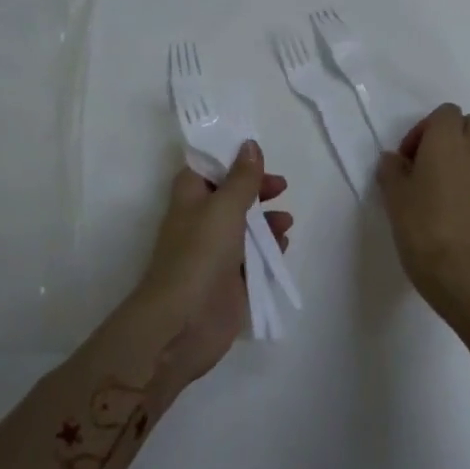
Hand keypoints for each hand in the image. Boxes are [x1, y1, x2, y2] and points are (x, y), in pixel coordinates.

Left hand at [128, 142, 290, 384]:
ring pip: (245, 226)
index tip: (256, 152)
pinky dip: (269, 248)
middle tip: (280, 186)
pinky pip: (254, 257)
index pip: (206, 167)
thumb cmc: (199, 255)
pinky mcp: (231, 280)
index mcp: (190, 198)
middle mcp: (201, 221)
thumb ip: (242, 178)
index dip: (229, 157)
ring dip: (266, 220)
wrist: (183, 323)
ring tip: (286, 220)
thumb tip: (249, 145)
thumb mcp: (224, 208)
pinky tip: (284, 245)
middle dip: (256, 188)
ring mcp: (216, 252)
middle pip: (231, 195)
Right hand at [377, 104, 469, 333]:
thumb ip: (392, 170)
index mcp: (449, 142)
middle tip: (434, 170)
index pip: (446, 113)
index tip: (412, 159)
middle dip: (455, 140)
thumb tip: (395, 160)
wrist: (469, 280)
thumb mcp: (394, 199)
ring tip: (453, 201)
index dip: (426, 130)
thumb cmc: (424, 232)